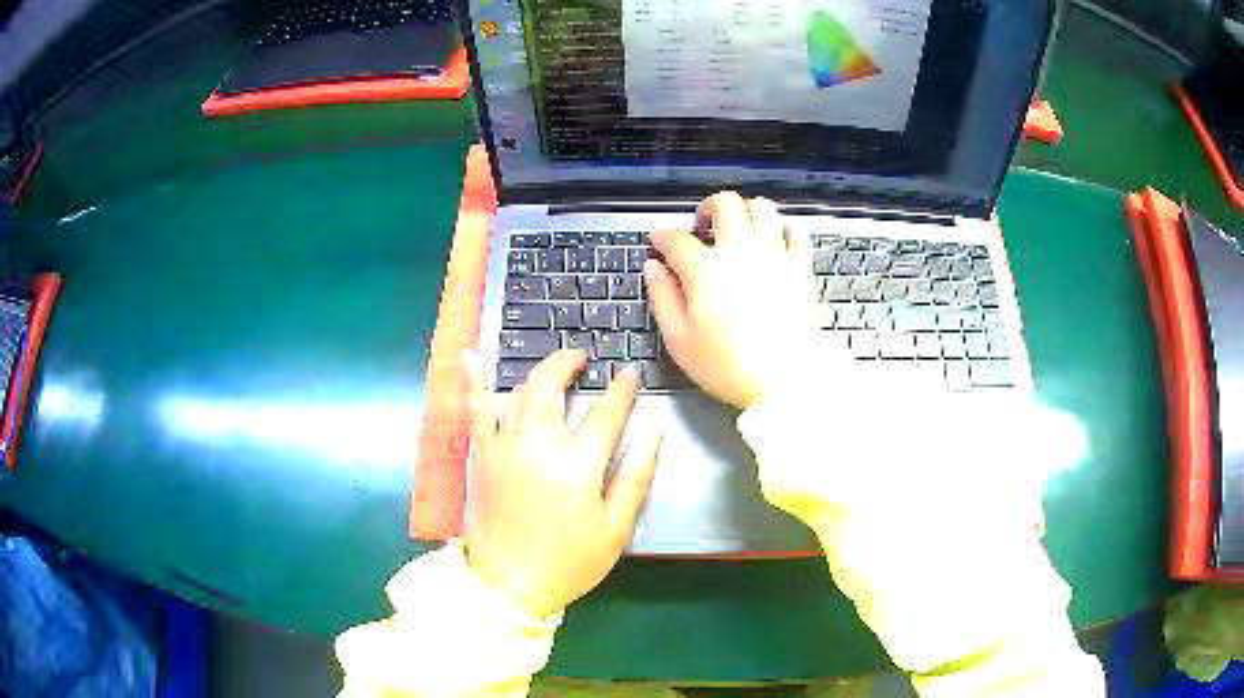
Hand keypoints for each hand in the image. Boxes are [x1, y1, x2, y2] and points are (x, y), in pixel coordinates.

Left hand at [463, 350, 661, 619]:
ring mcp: (504, 448)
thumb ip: (635, 477)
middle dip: (569, 363)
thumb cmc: (568, 563)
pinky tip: (471, 356)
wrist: (508, 586)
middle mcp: (537, 447)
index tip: (630, 373)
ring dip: (538, 373)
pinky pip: (476, 411)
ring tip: (555, 367)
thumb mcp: (615, 530)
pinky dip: (474, 381)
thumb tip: (652, 432)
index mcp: (576, 467)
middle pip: (552, 388)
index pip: (605, 414)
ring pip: (519, 394)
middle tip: (583, 358)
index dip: (621, 391)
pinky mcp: (481, 457)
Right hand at [644, 191, 821, 409]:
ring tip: (739, 228)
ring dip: (746, 211)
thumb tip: (653, 268)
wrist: (787, 382)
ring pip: (762, 207)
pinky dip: (781, 231)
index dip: (662, 236)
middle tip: (702, 224)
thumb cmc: (730, 367)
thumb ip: (663, 297)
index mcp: (706, 270)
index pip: (676, 238)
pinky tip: (774, 244)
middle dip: (707, 207)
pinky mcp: (801, 268)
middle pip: (724, 203)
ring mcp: (775, 256)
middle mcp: (741, 252)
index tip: (658, 241)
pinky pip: (794, 232)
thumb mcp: (680, 340)